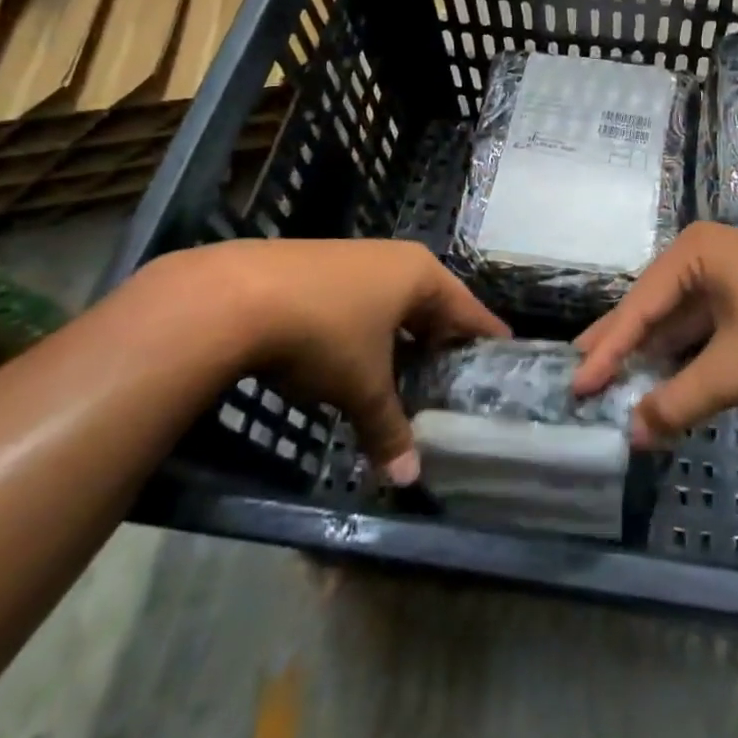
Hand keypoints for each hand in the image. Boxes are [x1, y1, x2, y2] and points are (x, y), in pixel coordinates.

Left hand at [152, 239, 508, 482]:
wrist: (233, 297)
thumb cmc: (323, 333)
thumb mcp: (362, 386)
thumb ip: (389, 428)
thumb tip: (410, 478)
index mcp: (419, 275)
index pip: (467, 309)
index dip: (484, 334)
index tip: (504, 352)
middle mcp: (392, 259)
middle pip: (430, 303)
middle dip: (439, 339)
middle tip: (453, 375)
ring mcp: (352, 259)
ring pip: (391, 303)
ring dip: (399, 337)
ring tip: (406, 373)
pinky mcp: (315, 267)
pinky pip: (359, 301)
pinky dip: (366, 330)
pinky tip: (353, 357)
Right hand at [572, 223, 737, 446]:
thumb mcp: (734, 370)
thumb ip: (679, 401)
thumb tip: (632, 435)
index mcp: (694, 253)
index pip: (638, 307)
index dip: (605, 350)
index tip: (576, 385)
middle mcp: (703, 256)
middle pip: (650, 308)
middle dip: (619, 345)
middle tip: (578, 376)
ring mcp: (726, 275)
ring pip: (675, 320)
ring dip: (649, 354)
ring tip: (607, 379)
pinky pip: (699, 327)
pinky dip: (680, 355)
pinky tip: (659, 378)